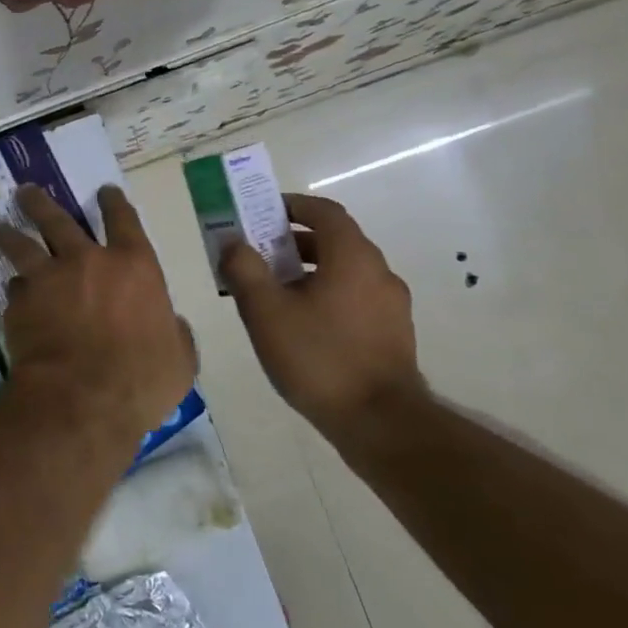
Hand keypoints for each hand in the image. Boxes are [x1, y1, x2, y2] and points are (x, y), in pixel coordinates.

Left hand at [0, 185, 195, 436]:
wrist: (80, 399)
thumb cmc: (141, 380)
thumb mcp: (179, 359)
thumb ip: (175, 334)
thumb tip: (171, 325)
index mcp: (134, 266)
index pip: (124, 220)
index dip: (114, 203)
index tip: (105, 191)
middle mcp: (87, 261)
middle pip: (59, 220)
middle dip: (41, 203)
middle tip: (25, 191)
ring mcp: (48, 279)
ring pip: (23, 245)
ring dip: (9, 233)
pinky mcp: (20, 304)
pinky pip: (15, 289)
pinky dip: (14, 289)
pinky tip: (9, 293)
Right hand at [221, 194, 425, 444]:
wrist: (380, 422)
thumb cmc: (318, 357)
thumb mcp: (266, 312)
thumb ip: (244, 269)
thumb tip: (232, 241)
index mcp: (352, 256)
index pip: (325, 211)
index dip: (293, 205)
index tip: (263, 213)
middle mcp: (378, 272)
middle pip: (335, 240)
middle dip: (294, 241)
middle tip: (259, 254)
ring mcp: (391, 304)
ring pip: (345, 271)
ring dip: (310, 270)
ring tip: (275, 293)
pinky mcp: (394, 333)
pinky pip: (355, 297)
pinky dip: (328, 294)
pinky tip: (303, 325)